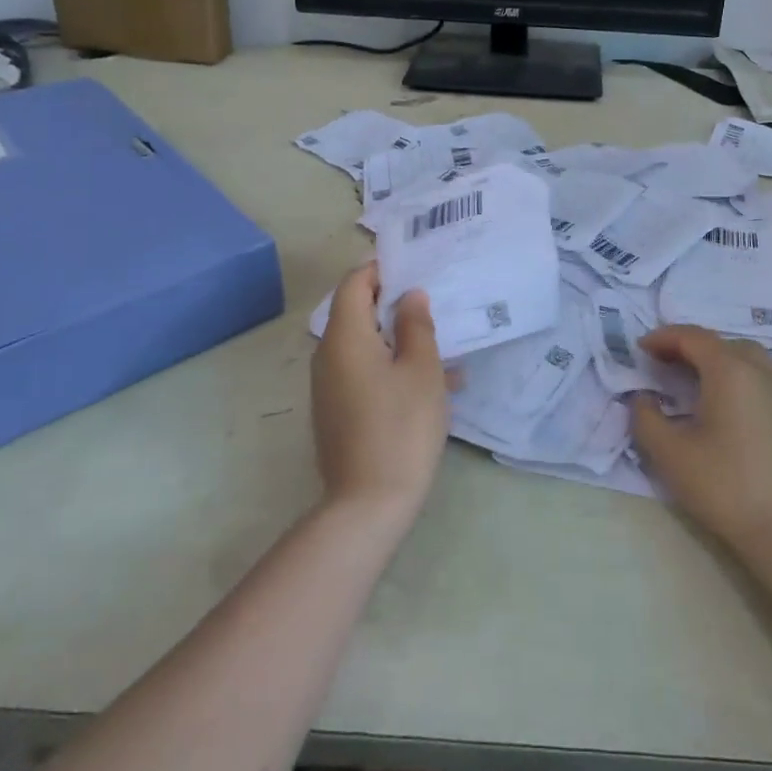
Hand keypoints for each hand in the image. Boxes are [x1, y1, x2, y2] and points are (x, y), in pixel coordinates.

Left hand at [310, 264, 450, 523]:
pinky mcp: (336, 410)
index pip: (354, 283)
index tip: (416, 267)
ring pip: (364, 344)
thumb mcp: (422, 370)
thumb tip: (410, 296)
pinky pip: (363, 372)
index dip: (382, 269)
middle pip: (357, 312)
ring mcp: (329, 386)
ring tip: (444, 348)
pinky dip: (391, 366)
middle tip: (435, 303)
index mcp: (344, 337)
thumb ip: (416, 325)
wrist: (368, 504)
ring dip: (399, 339)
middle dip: (395, 304)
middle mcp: (327, 355)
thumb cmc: (401, 426)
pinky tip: (430, 385)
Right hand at [630, 326, 771, 557]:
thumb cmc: (726, 488)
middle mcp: (764, 369)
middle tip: (665, 366)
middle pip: (722, 344)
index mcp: (730, 370)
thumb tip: (642, 397)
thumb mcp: (670, 455)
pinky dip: (755, 376)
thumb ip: (645, 417)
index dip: (664, 337)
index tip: (642, 349)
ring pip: (752, 357)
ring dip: (723, 360)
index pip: (692, 337)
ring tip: (703, 380)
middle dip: (690, 348)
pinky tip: (749, 396)